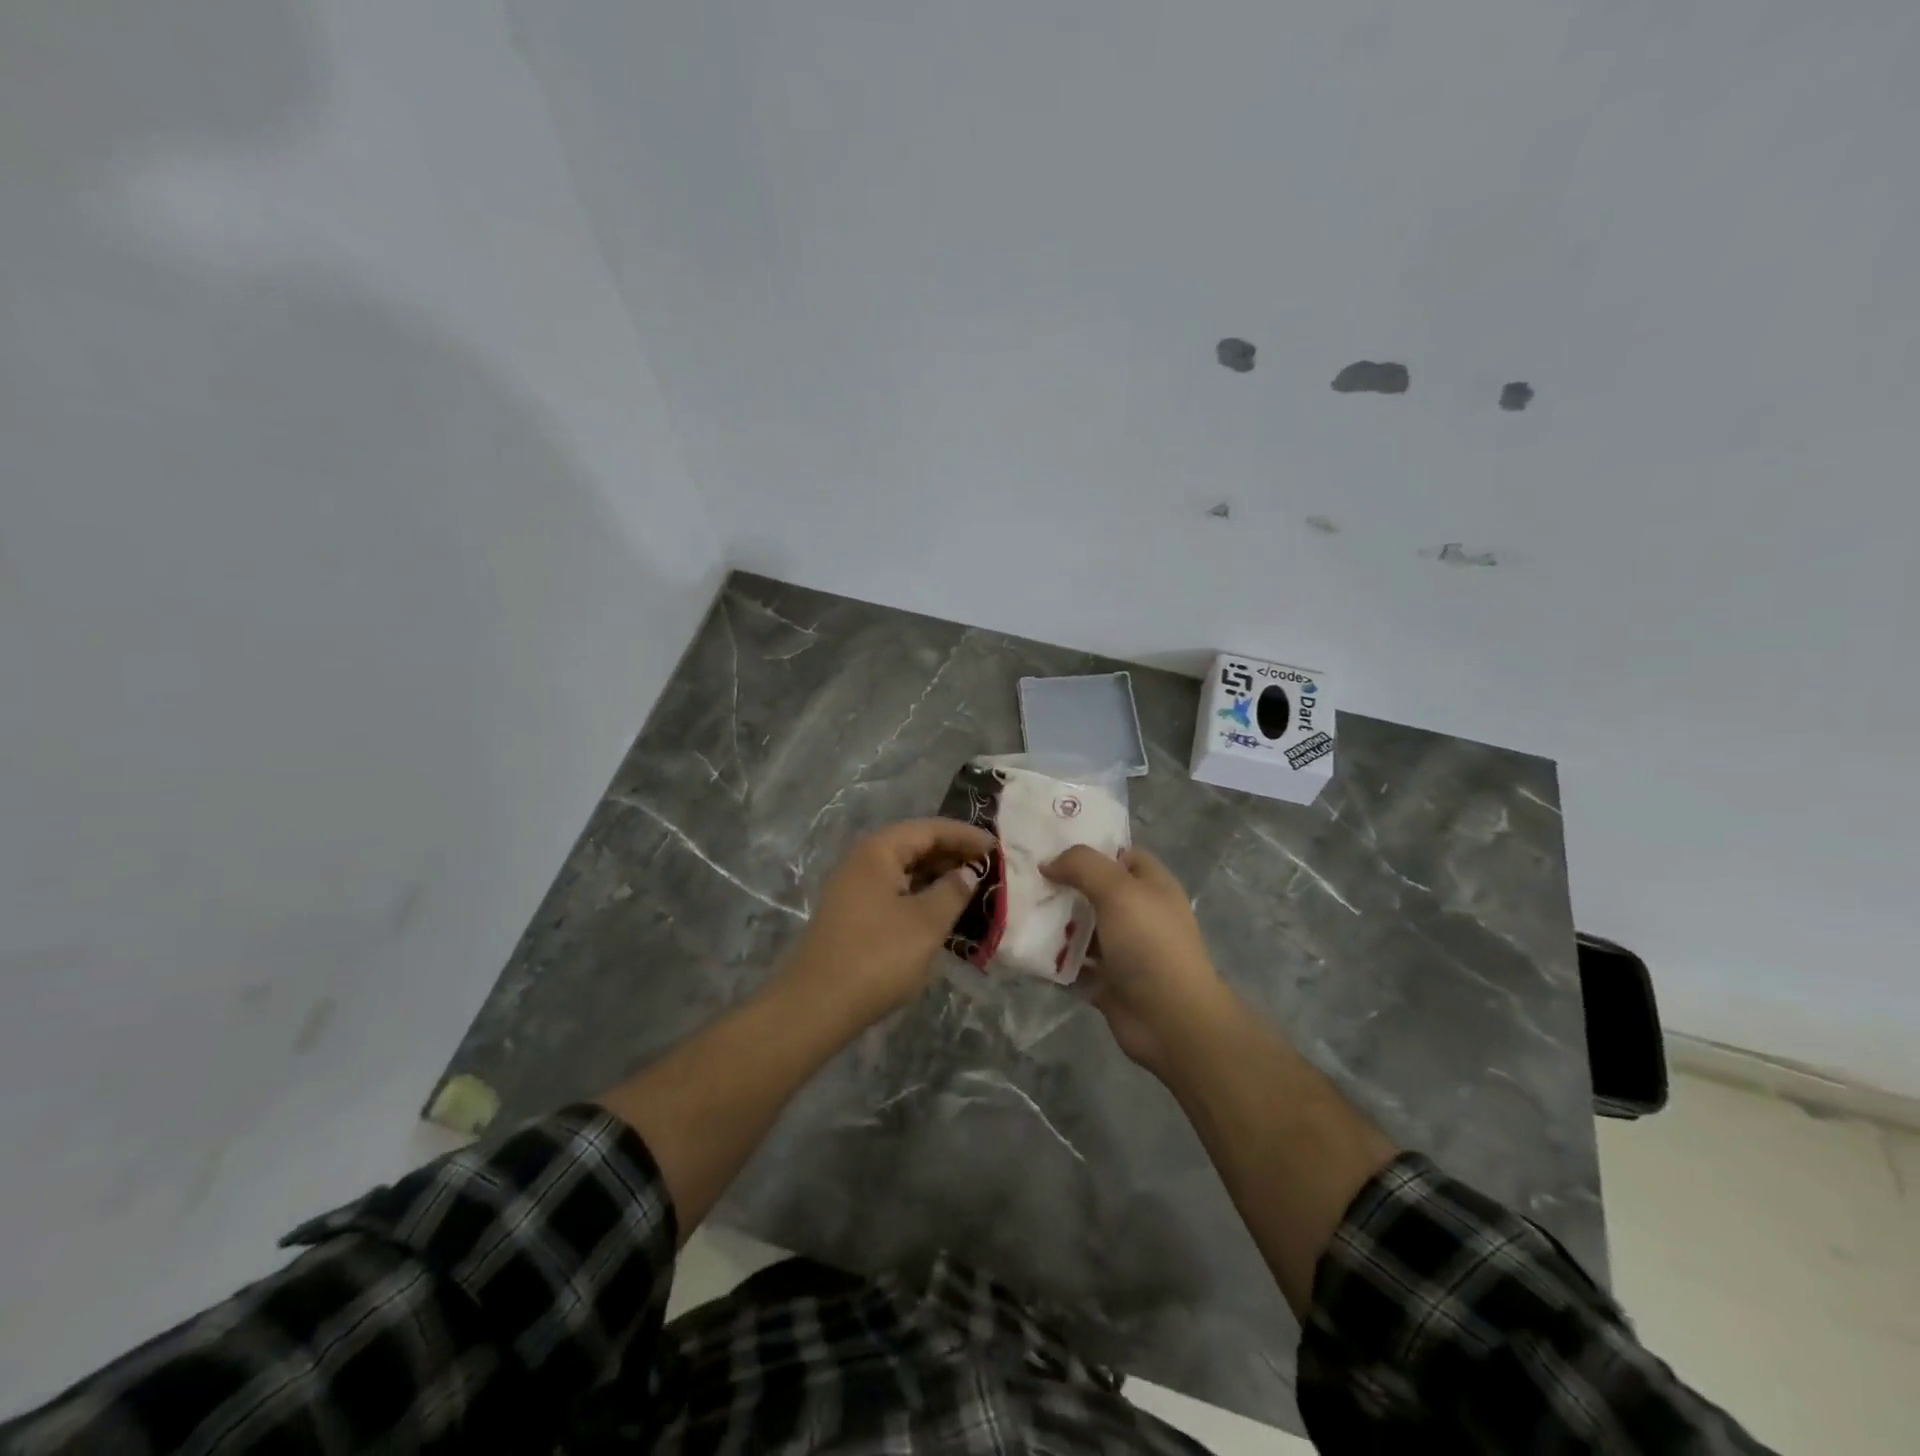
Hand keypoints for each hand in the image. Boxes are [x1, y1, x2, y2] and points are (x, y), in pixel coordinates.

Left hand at [780, 818, 993, 1027]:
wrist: (816, 1005)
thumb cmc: (877, 956)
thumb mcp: (926, 923)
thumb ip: (952, 892)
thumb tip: (967, 873)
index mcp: (878, 851)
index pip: (929, 829)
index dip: (965, 835)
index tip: (996, 848)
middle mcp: (862, 861)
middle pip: (914, 845)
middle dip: (952, 854)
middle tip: (988, 867)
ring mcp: (854, 889)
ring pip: (904, 870)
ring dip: (937, 876)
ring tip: (970, 888)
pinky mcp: (853, 915)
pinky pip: (894, 891)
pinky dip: (920, 895)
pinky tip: (940, 911)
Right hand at [1042, 845, 1232, 1074]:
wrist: (1170, 1019)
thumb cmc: (1149, 944)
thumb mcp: (1118, 891)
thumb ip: (1083, 866)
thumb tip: (1048, 863)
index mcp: (1151, 885)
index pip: (1119, 854)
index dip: (1088, 848)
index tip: (1047, 845)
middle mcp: (1137, 913)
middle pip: (1093, 890)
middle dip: (1061, 884)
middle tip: (1022, 878)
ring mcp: (1122, 948)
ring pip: (1081, 927)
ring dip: (1052, 922)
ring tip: (1014, 910)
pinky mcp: (1106, 980)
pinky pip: (1072, 963)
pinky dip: (1052, 958)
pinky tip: (1023, 947)